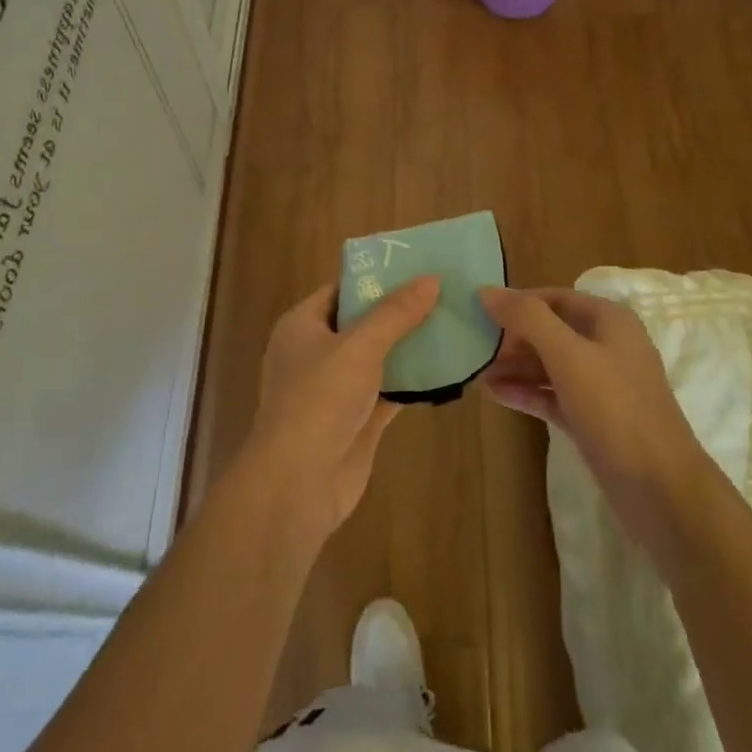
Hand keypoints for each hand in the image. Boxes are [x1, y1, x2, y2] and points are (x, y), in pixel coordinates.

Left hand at [242, 277, 439, 541]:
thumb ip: (395, 314)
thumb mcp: (358, 346)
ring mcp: (336, 389)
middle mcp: (316, 353)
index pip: (341, 289)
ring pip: (378, 358)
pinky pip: (389, 390)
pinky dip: (413, 381)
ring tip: (452, 322)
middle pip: (362, 322)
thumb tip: (430, 279)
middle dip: (399, 311)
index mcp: (302, 326)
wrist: (298, 484)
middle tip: (443, 292)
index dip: (375, 278)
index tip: (416, 267)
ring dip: (409, 346)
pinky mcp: (357, 420)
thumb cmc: (319, 400)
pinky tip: (446, 368)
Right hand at [478, 287, 711, 543]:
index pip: (555, 298)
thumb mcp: (568, 355)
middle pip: (551, 330)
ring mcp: (601, 385)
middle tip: (473, 344)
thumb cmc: (615, 408)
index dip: (518, 301)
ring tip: (475, 370)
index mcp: (610, 320)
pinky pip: (553, 395)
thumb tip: (487, 290)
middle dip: (513, 336)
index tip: (479, 310)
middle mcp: (607, 346)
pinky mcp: (593, 419)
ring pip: (550, 365)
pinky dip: (526, 392)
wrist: (659, 488)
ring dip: (515, 365)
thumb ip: (527, 318)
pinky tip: (494, 393)